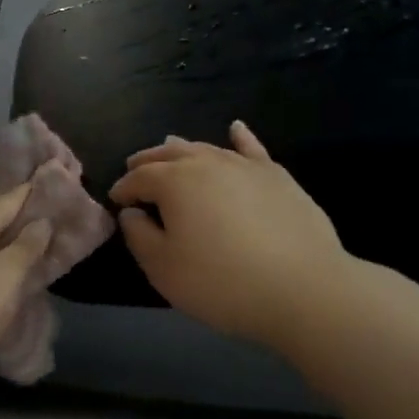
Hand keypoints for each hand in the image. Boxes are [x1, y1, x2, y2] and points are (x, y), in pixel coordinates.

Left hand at [0, 184, 53, 411]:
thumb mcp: (7, 272)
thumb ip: (27, 247)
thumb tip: (40, 221)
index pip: (5, 202)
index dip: (28, 192)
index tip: (51, 180)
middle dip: (23, 222)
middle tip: (56, 217)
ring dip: (14, 252)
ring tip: (44, 250)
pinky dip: (5, 278)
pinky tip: (19, 286)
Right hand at [110, 121, 354, 350]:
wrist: (303, 289)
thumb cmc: (221, 282)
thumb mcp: (164, 268)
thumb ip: (139, 235)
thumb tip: (132, 212)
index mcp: (174, 182)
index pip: (139, 178)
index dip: (123, 188)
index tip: (116, 201)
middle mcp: (207, 163)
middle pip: (169, 154)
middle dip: (148, 161)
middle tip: (134, 169)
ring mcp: (245, 166)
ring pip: (206, 148)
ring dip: (182, 149)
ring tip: (169, 150)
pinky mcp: (277, 177)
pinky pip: (252, 149)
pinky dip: (240, 137)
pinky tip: (235, 128)